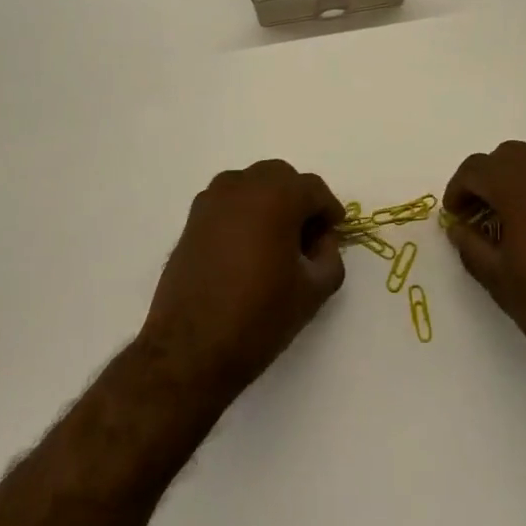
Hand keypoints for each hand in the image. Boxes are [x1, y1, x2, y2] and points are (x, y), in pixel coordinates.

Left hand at [142, 160, 346, 402]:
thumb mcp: (312, 292)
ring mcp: (212, 200)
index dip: (329, 209)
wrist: (190, 348)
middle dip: (299, 199)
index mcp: (276, 197)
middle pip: (281, 177)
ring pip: (251, 183)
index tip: (335, 232)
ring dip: (269, 200)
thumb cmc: (258, 317)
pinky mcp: (192, 219)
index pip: (313, 188)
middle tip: (308, 235)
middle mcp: (242, 186)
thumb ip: (330, 257)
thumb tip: (322, 240)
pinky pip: (227, 200)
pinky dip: (243, 211)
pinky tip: (247, 246)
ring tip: (276, 239)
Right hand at [442, 141, 525, 390]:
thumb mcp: (499, 279)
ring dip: (515, 184)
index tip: (454, 217)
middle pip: (506, 158)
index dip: (458, 190)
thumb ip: (471, 245)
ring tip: (509, 225)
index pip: (476, 169)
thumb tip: (459, 227)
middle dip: (486, 181)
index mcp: (520, 185)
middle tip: (477, 217)